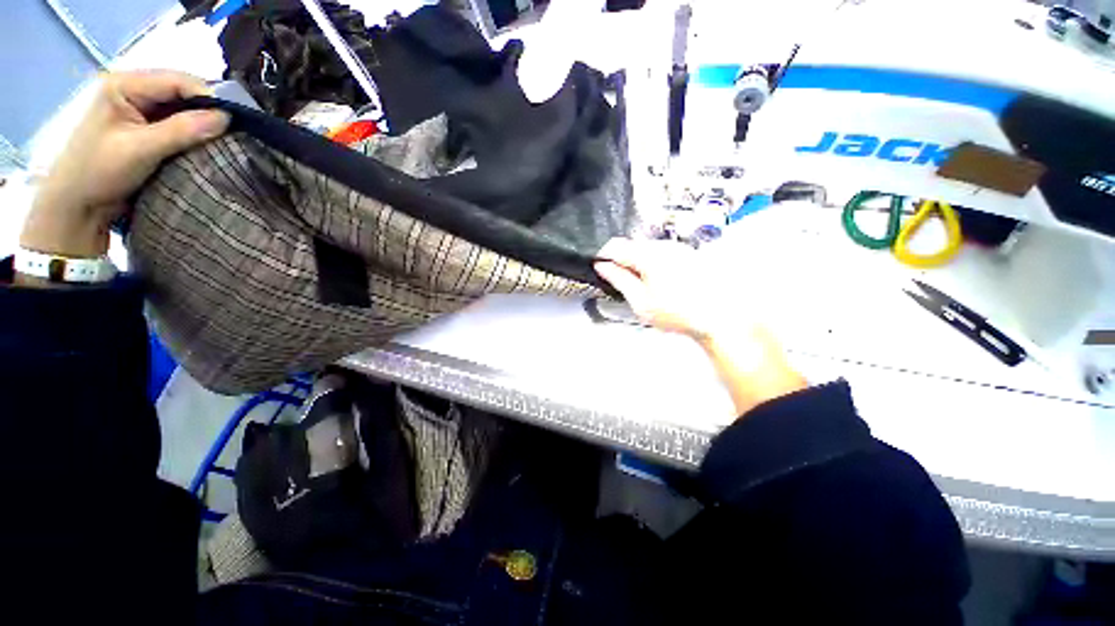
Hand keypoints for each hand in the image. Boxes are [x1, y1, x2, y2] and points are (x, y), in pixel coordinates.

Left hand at [19, 71, 229, 258]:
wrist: (77, 206)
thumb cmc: (98, 173)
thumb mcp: (140, 150)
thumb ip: (182, 130)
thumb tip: (227, 118)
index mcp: (124, 84)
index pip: (178, 81)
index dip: (210, 97)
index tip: (238, 122)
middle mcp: (133, 90)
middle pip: (182, 93)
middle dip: (208, 111)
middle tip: (236, 132)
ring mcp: (139, 109)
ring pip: (183, 109)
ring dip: (203, 124)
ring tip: (226, 140)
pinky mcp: (146, 128)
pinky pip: (178, 123)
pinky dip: (195, 133)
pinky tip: (207, 144)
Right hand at [595, 238, 805, 414]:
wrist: (719, 316)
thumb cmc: (676, 312)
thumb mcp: (640, 301)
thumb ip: (619, 279)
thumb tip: (602, 266)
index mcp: (647, 255)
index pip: (614, 246)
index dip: (603, 257)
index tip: (601, 271)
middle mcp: (661, 245)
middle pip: (630, 246)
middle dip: (621, 262)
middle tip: (623, 285)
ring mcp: (676, 247)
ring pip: (645, 249)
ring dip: (637, 263)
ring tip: (644, 288)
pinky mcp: (686, 253)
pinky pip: (660, 253)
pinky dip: (652, 264)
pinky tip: (660, 284)